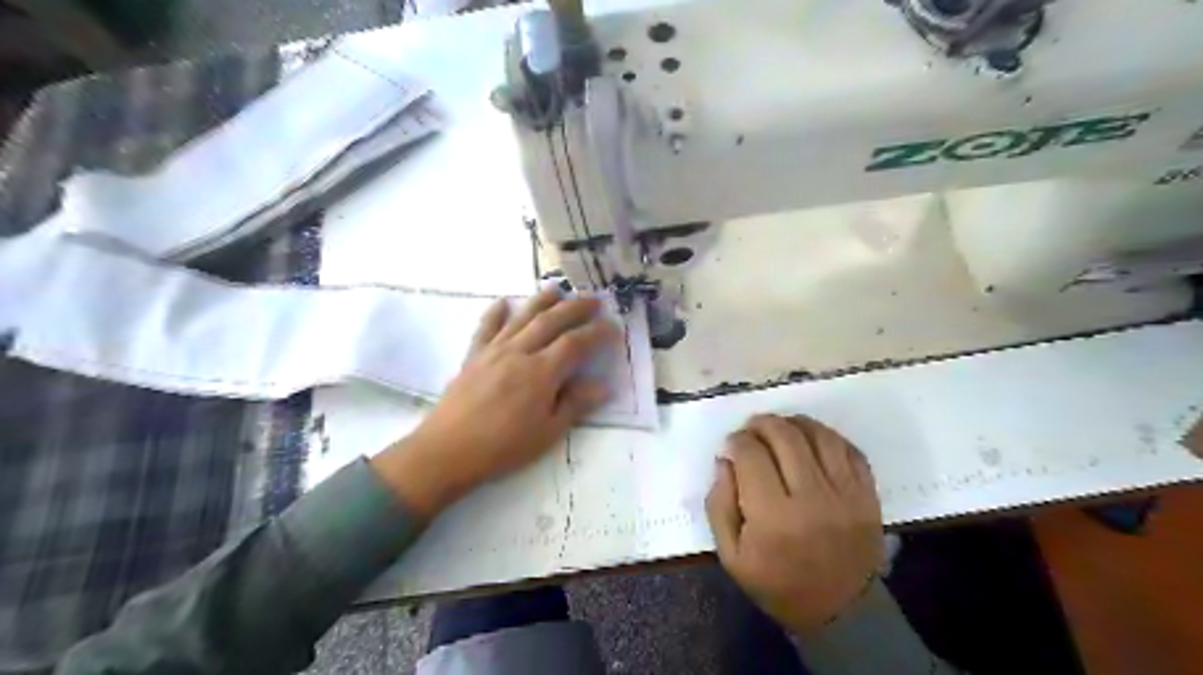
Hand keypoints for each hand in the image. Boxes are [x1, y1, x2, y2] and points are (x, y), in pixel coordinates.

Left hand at [375, 287, 619, 519]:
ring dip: (541, 300)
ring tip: (557, 288)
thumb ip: (576, 404)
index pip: (576, 343)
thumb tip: (604, 385)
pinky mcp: (473, 356)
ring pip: (522, 317)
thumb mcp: (548, 432)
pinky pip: (486, 327)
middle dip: (575, 308)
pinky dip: (496, 312)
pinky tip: (504, 302)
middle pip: (551, 321)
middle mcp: (519, 352)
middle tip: (593, 300)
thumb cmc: (504, 446)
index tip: (614, 327)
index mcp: (541, 372)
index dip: (597, 333)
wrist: (448, 450)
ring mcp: (494, 351)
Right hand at [707, 415, 881, 634]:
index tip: (731, 444)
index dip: (736, 441)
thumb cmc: (777, 583)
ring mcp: (846, 495)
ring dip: (795, 422)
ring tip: (781, 427)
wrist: (839, 611)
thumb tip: (725, 460)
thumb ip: (720, 504)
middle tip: (752, 428)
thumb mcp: (731, 555)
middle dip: (762, 424)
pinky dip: (827, 436)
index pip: (751, 455)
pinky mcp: (867, 495)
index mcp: (773, 517)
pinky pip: (850, 449)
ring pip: (819, 436)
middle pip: (785, 437)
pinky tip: (811, 439)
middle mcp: (812, 498)